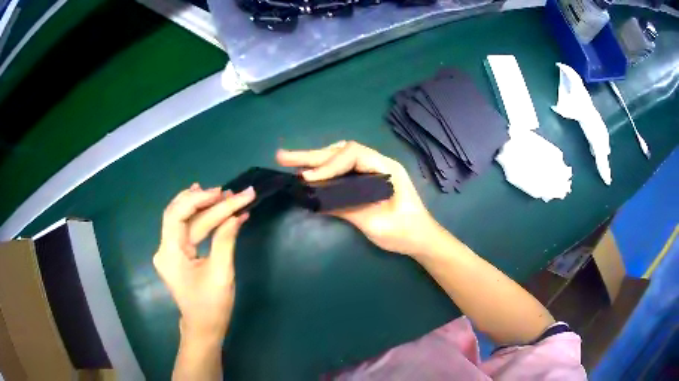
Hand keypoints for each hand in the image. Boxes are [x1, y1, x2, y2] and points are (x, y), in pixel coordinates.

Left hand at [153, 183, 255, 342]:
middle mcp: (165, 248)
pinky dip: (206, 219)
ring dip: (208, 208)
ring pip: (187, 220)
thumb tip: (236, 214)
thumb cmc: (212, 306)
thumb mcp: (221, 273)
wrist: (204, 328)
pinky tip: (217, 207)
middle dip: (207, 202)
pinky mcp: (179, 253)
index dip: (197, 200)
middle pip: (182, 215)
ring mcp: (171, 250)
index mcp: (170, 254)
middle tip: (232, 192)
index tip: (221, 194)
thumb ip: (225, 240)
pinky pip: (190, 230)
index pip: (176, 215)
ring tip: (230, 197)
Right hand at [277, 141, 438, 255]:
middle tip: (282, 157)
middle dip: (311, 155)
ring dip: (314, 160)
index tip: (309, 179)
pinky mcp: (366, 181)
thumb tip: (316, 199)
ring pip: (340, 157)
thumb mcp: (377, 224)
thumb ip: (348, 208)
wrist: (421, 238)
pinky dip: (323, 170)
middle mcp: (378, 163)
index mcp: (386, 168)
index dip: (328, 165)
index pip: (352, 155)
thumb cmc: (406, 232)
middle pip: (341, 151)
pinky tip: (308, 174)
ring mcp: (372, 171)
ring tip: (290, 162)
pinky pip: (342, 169)